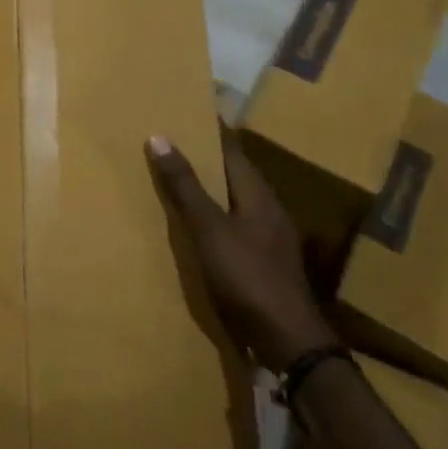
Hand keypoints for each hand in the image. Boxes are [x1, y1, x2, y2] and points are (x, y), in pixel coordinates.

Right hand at [146, 125, 335, 371]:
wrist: (288, 339)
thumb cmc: (247, 276)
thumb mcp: (208, 228)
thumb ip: (185, 186)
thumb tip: (159, 137)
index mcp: (258, 193)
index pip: (232, 148)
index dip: (212, 128)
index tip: (190, 108)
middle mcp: (268, 208)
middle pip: (235, 172)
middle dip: (208, 156)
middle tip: (174, 140)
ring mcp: (270, 237)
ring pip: (236, 199)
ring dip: (211, 187)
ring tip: (179, 178)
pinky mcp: (266, 261)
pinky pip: (236, 224)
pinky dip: (215, 214)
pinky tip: (197, 225)